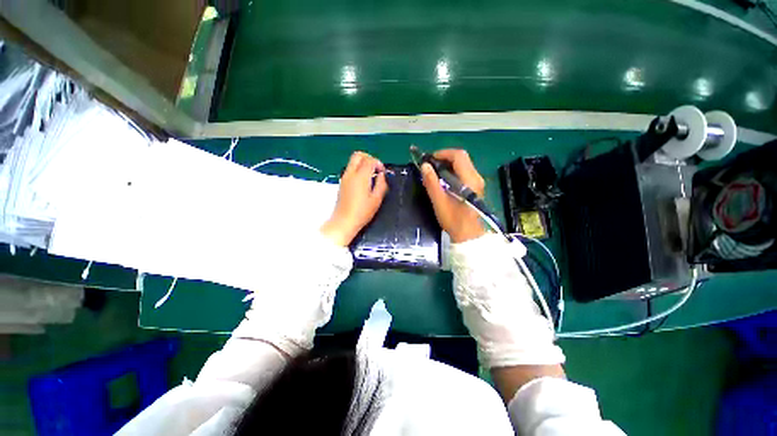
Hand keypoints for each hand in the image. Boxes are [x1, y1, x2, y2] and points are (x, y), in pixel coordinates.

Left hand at [321, 152, 387, 245]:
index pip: (369, 160)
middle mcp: (350, 173)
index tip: (383, 172)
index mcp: (360, 177)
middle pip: (358, 155)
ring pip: (353, 161)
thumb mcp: (377, 199)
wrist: (344, 221)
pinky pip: (350, 169)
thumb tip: (381, 175)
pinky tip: (364, 181)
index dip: (378, 163)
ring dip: (363, 163)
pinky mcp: (342, 182)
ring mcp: (344, 177)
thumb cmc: (362, 212)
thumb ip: (381, 184)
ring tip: (371, 175)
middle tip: (376, 168)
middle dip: (369, 158)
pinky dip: (358, 169)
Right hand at [420, 149, 485, 242]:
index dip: (443, 153)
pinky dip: (452, 171)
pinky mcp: (475, 187)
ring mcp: (477, 182)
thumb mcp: (439, 201)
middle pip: (462, 158)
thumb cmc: (453, 219)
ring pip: (463, 164)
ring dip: (448, 165)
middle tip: (431, 166)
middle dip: (445, 158)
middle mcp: (476, 177)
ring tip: (435, 172)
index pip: (458, 156)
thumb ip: (432, 182)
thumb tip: (425, 166)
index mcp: (469, 179)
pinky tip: (443, 180)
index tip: (430, 159)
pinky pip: (464, 172)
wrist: (468, 235)